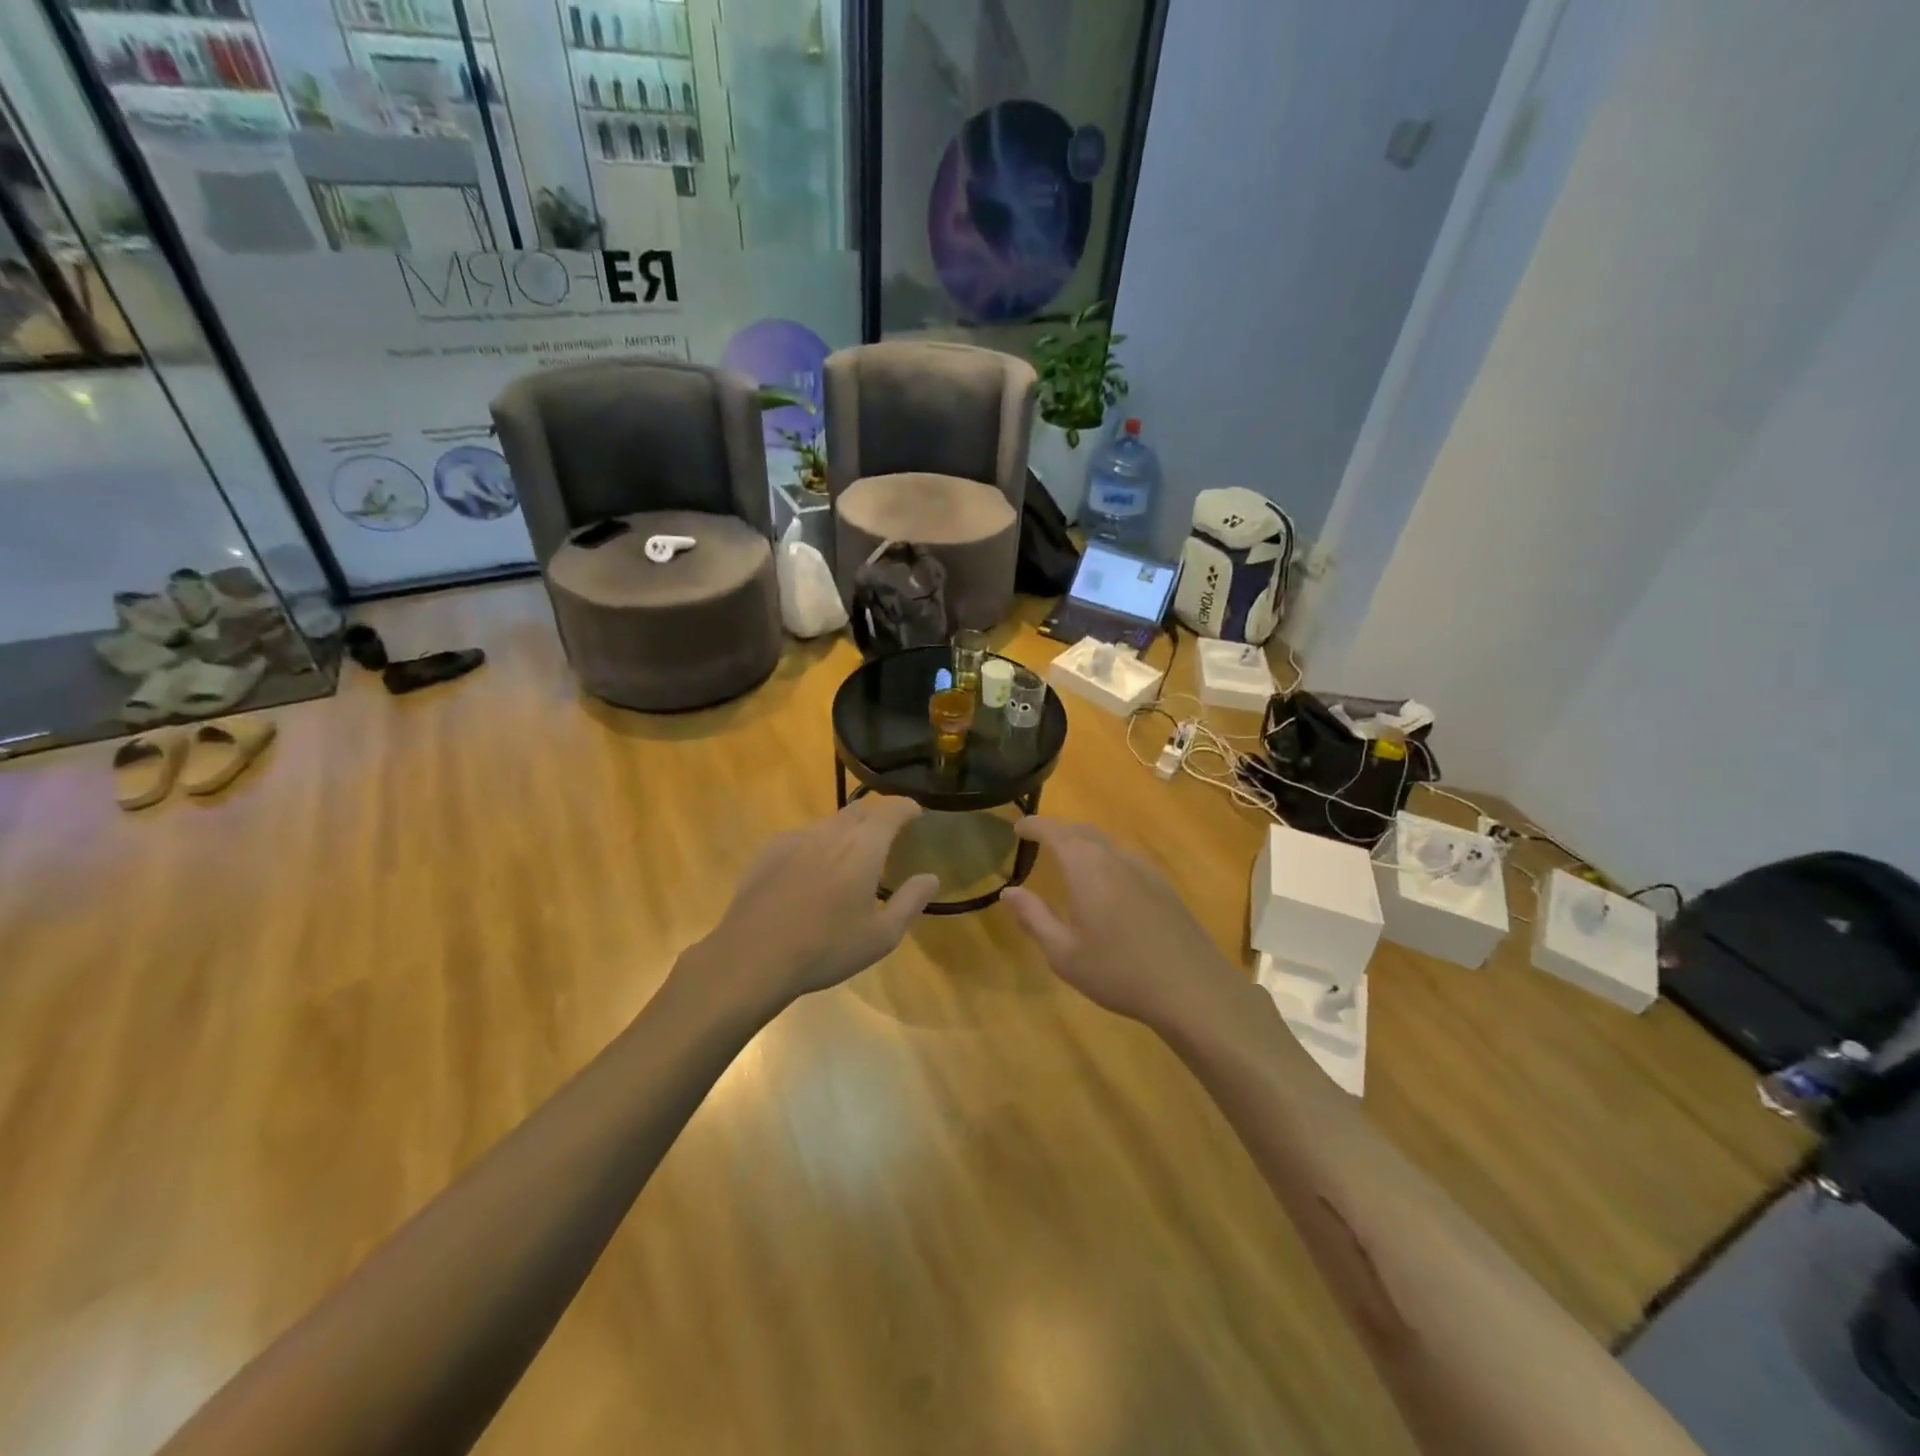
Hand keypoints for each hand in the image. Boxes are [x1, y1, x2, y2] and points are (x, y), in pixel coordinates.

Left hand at [684, 797, 939, 1015]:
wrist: (753, 957)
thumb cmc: (826, 948)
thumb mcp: (881, 936)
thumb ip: (910, 901)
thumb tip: (930, 877)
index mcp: (863, 846)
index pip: (891, 810)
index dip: (907, 808)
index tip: (916, 813)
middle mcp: (831, 831)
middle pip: (860, 809)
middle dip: (879, 815)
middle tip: (889, 832)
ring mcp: (796, 838)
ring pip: (830, 823)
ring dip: (847, 829)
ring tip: (851, 854)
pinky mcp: (769, 851)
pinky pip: (803, 837)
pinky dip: (818, 844)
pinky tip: (813, 870)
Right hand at [1002, 817, 1255, 1031]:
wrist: (1192, 988)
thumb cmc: (1118, 972)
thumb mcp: (1064, 953)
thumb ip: (1034, 917)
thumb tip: (1009, 891)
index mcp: (1087, 867)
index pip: (1055, 832)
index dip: (1034, 825)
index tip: (1018, 827)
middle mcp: (1116, 858)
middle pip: (1083, 831)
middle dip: (1059, 830)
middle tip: (1039, 840)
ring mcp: (1145, 869)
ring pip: (1107, 843)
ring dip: (1084, 842)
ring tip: (1069, 858)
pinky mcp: (1164, 886)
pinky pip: (1126, 858)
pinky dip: (1106, 857)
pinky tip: (1106, 883)